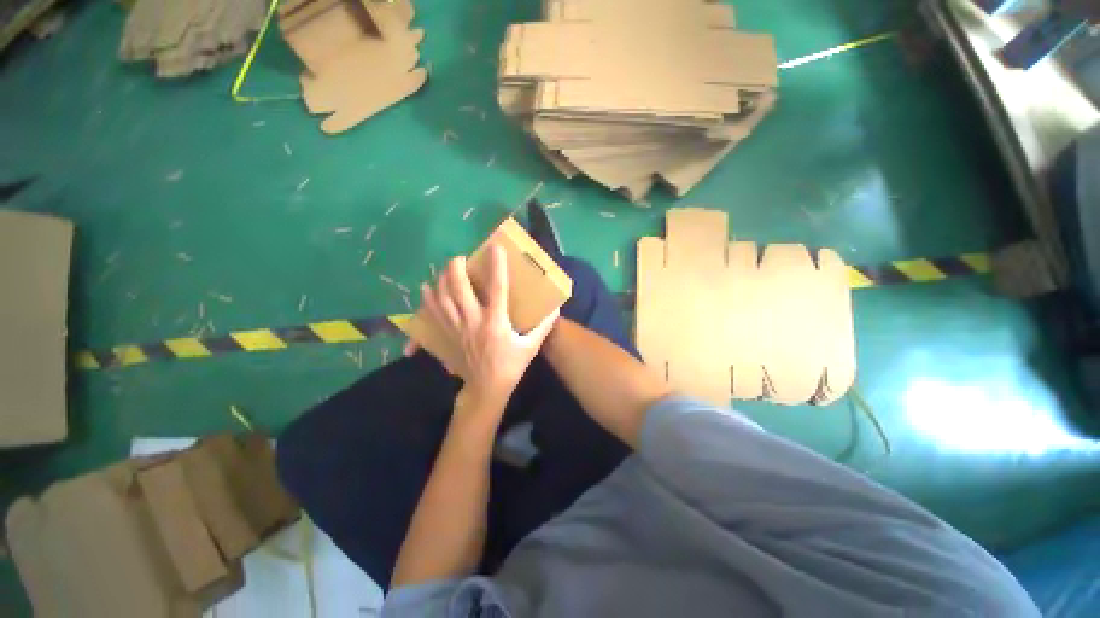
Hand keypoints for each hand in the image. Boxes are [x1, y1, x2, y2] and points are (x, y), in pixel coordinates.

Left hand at [407, 244, 557, 407]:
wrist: (485, 390)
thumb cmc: (510, 367)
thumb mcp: (530, 347)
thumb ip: (543, 327)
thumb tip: (556, 309)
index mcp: (495, 322)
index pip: (497, 288)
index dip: (496, 265)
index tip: (495, 247)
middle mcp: (473, 321)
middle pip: (459, 288)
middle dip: (457, 267)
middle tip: (461, 258)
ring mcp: (455, 328)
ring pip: (442, 297)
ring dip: (442, 279)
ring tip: (447, 269)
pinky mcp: (446, 335)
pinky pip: (432, 313)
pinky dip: (428, 298)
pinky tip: (427, 289)